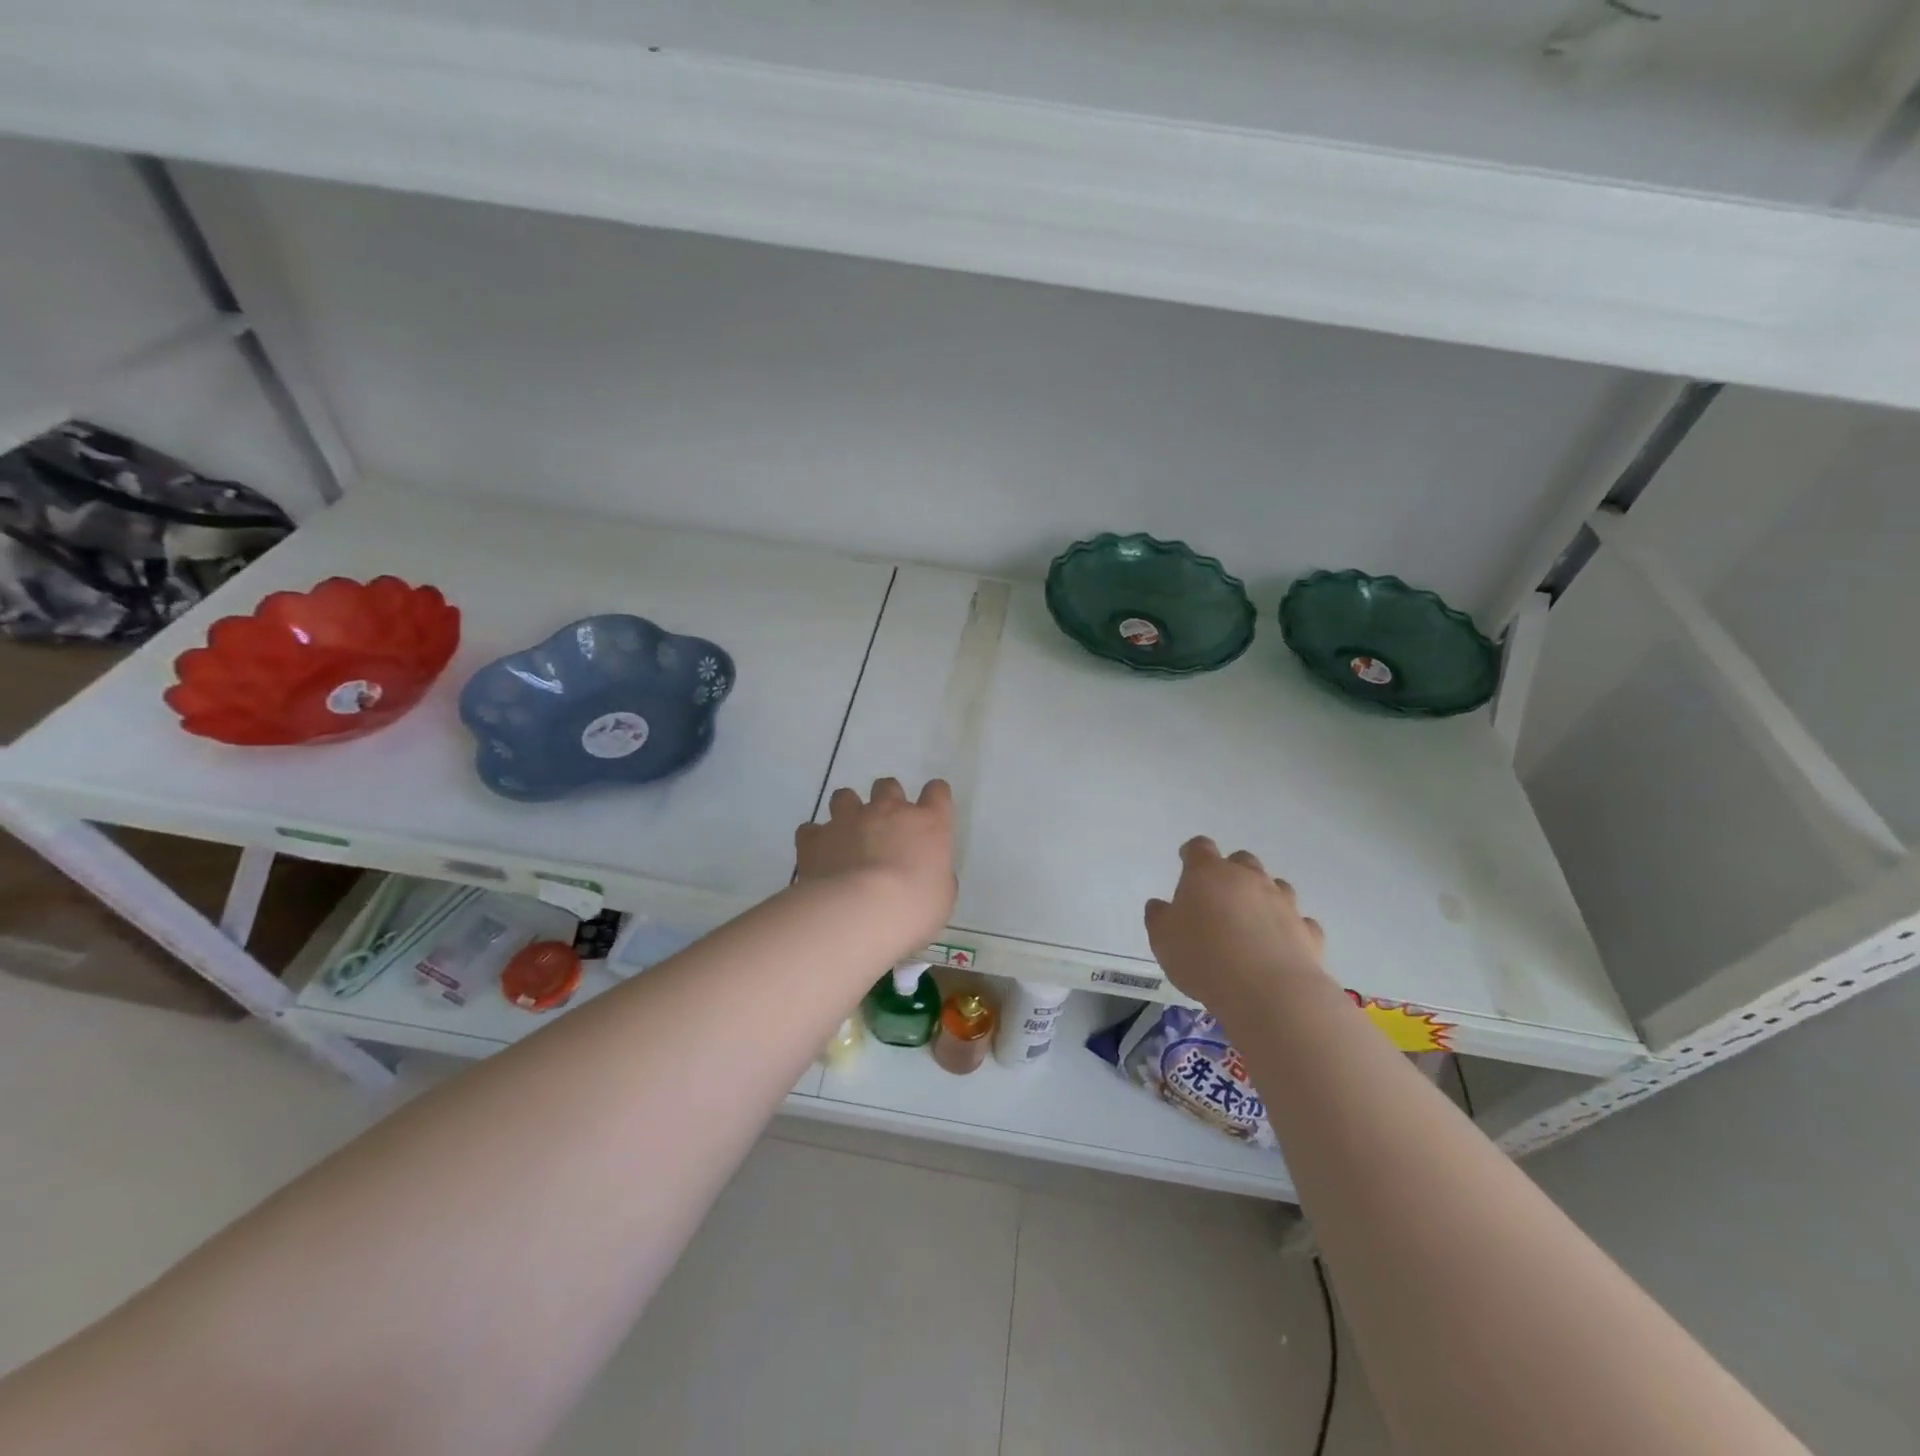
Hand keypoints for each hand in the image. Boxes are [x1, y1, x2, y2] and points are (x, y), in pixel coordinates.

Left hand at [795, 778, 957, 954]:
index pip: (937, 791)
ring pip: (844, 796)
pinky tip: (819, 856)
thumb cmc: (913, 907)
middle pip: (888, 786)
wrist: (859, 913)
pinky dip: (816, 839)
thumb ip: (935, 875)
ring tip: (847, 835)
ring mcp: (849, 820)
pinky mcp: (816, 837)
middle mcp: (888, 811)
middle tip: (885, 827)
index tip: (930, 813)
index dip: (934, 798)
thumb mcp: (941, 896)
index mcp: (927, 823)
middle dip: (886, 800)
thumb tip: (926, 873)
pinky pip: (812, 829)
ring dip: (847, 810)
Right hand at [1144, 837, 1327, 1013]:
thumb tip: (1159, 905)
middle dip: (1231, 873)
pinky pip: (1299, 921)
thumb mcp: (1162, 940)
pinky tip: (1280, 945)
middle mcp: (1248, 878)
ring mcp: (1283, 902)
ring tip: (1250, 923)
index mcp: (1207, 873)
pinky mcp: (1307, 931)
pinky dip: (1289, 928)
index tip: (1186, 862)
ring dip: (1263, 897)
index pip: (1199, 847)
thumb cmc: (1203, 958)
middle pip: (1241, 860)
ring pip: (1275, 886)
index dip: (1191, 853)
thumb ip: (1158, 918)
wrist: (1268, 992)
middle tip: (1218, 898)